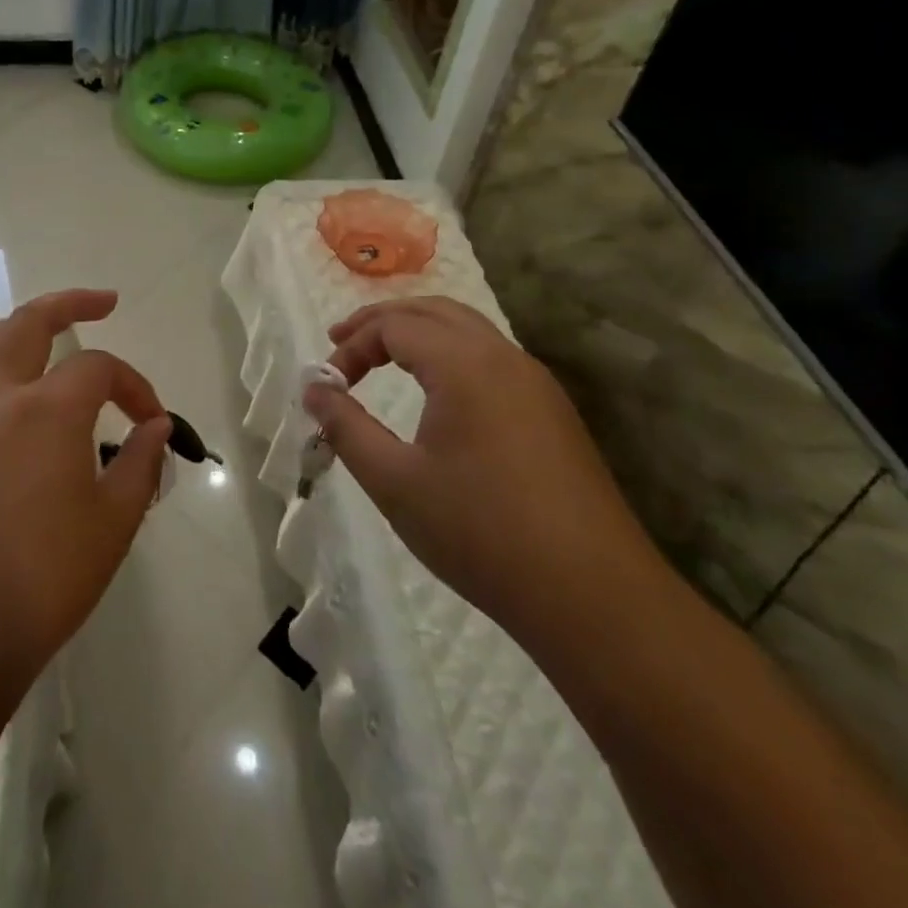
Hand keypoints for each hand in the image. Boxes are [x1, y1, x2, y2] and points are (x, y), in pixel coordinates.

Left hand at [0, 289, 170, 695]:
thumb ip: (140, 465)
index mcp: (47, 408)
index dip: (135, 386)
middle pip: (28, 323)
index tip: (154, 422)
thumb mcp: (112, 524)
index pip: (100, 369)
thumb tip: (157, 428)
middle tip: (101, 302)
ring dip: (12, 333)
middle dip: (69, 302)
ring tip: (36, 339)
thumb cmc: (43, 580)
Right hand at [303, 296, 664, 648]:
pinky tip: (436, 391)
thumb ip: (346, 427)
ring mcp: (536, 384)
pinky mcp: (553, 413)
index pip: (394, 326)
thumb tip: (314, 389)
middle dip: (382, 321)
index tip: (327, 385)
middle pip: (434, 311)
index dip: (351, 346)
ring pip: (468, 330)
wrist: (594, 596)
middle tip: (341, 341)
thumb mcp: (395, 482)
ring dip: (419, 333)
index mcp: (465, 364)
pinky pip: (491, 358)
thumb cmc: (481, 533)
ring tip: (382, 356)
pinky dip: (450, 354)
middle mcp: (504, 358)